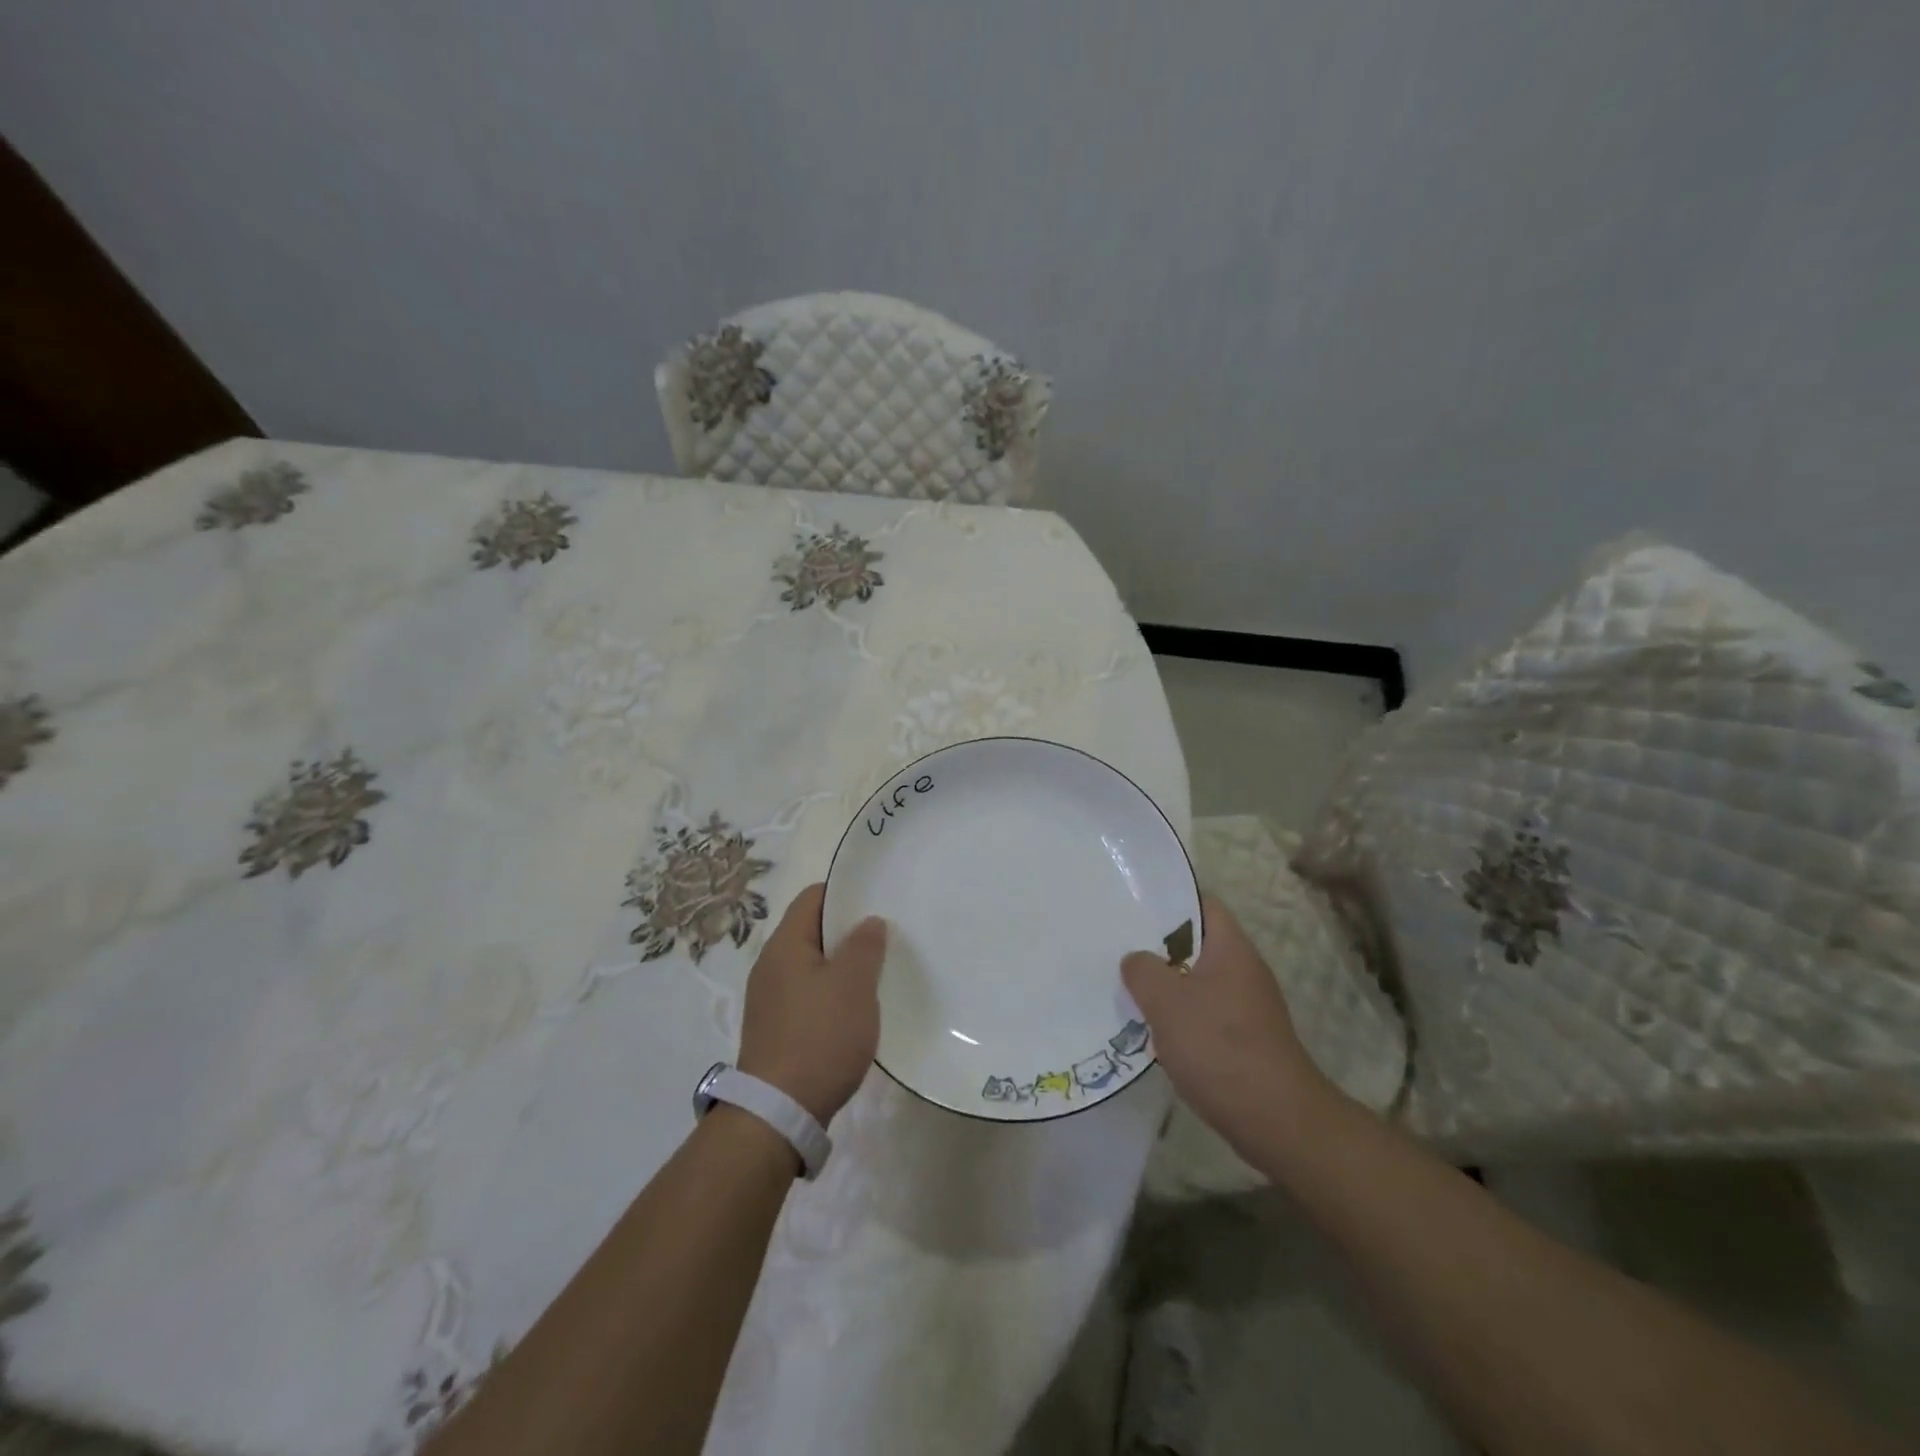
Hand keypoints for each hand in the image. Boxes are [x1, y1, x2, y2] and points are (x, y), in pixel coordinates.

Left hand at [737, 883, 885, 1124]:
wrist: (778, 1112)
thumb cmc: (820, 1037)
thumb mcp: (853, 985)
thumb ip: (864, 946)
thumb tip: (868, 921)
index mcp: (784, 945)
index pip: (812, 897)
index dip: (845, 893)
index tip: (877, 901)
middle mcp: (770, 966)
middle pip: (812, 931)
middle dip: (847, 931)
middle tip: (885, 937)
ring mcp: (770, 999)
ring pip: (812, 965)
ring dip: (842, 965)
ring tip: (876, 972)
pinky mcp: (776, 1029)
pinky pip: (808, 995)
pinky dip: (831, 993)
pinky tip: (855, 1010)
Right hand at [1122, 894, 1331, 1153]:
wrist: (1276, 1120)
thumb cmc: (1219, 1047)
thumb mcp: (1167, 1001)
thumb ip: (1143, 970)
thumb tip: (1136, 959)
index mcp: (1231, 948)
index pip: (1201, 904)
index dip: (1169, 899)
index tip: (1132, 905)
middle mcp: (1243, 970)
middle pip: (1196, 943)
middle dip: (1158, 945)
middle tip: (1118, 946)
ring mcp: (1246, 1007)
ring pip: (1197, 980)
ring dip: (1165, 984)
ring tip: (1126, 986)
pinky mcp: (1243, 1040)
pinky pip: (1203, 1013)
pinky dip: (1178, 1016)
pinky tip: (1151, 1029)